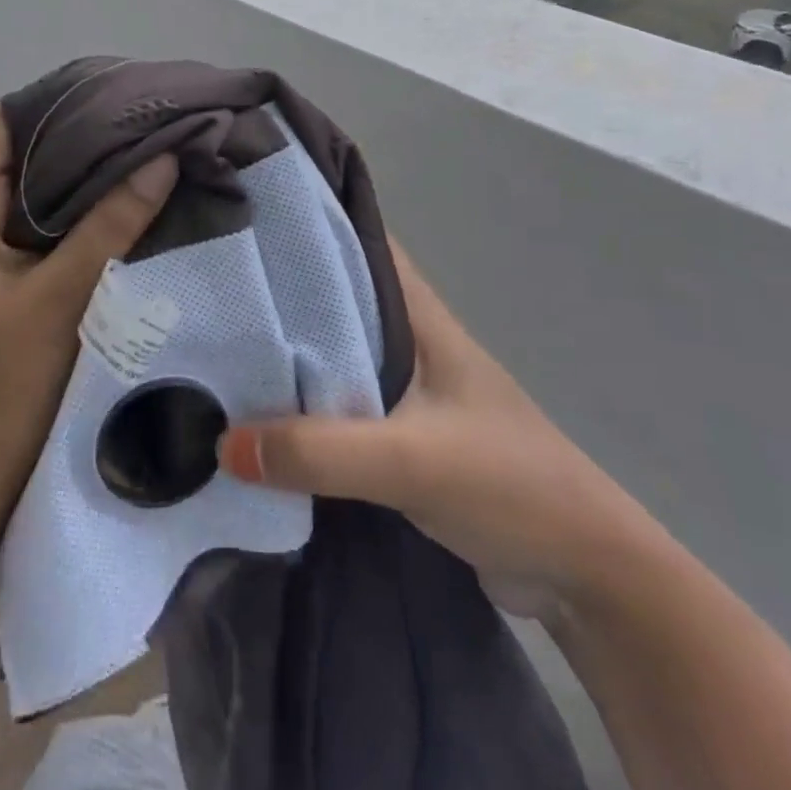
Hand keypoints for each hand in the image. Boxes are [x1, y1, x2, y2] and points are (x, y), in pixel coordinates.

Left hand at [0, 108, 177, 545]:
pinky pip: (47, 225)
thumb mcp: (63, 298)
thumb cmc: (8, 385)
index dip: (46, 101)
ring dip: (82, 171)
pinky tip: (127, 200)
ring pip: (37, 191)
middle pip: (20, 154)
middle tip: (138, 116)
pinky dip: (82, 208)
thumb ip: (111, 225)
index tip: (106, 89)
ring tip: (141, 147)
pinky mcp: (11, 280)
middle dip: (75, 133)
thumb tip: (163, 158)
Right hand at [218, 241, 657, 621]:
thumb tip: (222, 442)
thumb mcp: (411, 459)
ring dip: (285, 356)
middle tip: (209, 289)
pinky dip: (300, 409)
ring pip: (330, 354)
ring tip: (214, 348)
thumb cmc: (507, 482)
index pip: (355, 241)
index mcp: (415, 312)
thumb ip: (319, 450)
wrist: (580, 571)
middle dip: (277, 294)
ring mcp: (402, 388)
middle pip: (331, 299)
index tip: (242, 218)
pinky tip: (254, 418)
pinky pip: (335, 407)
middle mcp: (405, 337)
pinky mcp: (397, 435)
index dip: (304, 224)